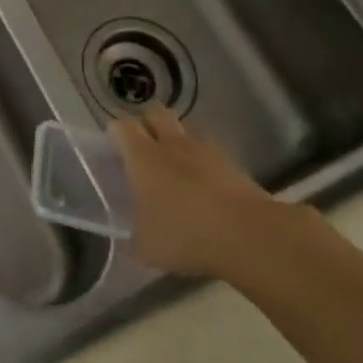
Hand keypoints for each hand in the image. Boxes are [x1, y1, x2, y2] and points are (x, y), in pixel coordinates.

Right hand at [111, 107, 301, 283]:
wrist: (247, 235)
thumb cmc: (186, 235)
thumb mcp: (147, 248)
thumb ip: (132, 240)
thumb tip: (125, 242)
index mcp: (142, 156)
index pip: (122, 127)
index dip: (116, 133)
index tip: (114, 149)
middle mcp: (170, 143)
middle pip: (154, 114)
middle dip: (147, 123)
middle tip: (144, 147)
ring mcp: (203, 149)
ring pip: (184, 127)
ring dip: (177, 137)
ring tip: (175, 161)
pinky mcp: (230, 162)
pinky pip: (209, 149)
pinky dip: (202, 158)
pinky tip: (204, 180)